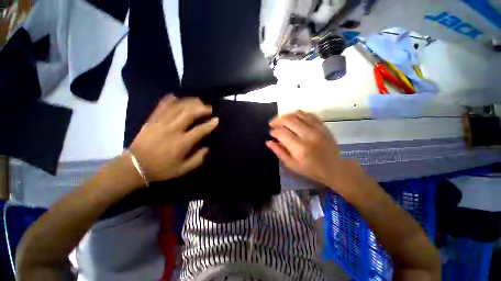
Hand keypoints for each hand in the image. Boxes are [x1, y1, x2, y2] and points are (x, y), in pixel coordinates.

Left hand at [129, 95, 217, 181]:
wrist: (134, 166)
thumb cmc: (162, 169)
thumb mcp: (183, 169)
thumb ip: (198, 159)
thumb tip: (208, 148)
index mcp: (182, 143)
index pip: (200, 130)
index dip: (210, 124)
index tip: (217, 119)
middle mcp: (172, 130)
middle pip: (189, 113)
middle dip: (201, 108)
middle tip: (209, 107)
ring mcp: (161, 123)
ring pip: (177, 107)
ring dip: (189, 102)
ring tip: (198, 101)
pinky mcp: (151, 120)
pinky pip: (161, 106)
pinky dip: (170, 100)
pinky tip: (176, 96)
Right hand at [267, 110, 363, 194]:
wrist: (334, 168)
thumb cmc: (311, 169)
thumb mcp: (292, 165)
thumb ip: (279, 152)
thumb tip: (268, 141)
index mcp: (299, 148)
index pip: (281, 133)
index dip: (273, 131)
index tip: (271, 133)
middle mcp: (308, 135)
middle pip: (288, 120)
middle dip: (277, 120)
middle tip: (272, 124)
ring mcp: (317, 128)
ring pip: (297, 114)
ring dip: (286, 115)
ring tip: (281, 120)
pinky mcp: (323, 125)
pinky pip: (308, 114)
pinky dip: (298, 114)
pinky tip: (294, 118)